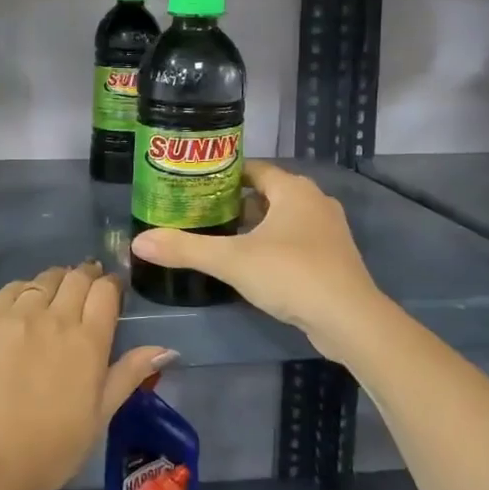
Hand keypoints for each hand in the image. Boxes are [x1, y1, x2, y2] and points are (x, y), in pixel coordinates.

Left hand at [0, 262, 172, 489]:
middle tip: (87, 289)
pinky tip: (24, 304)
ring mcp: (17, 315)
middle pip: (77, 277)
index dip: (112, 285)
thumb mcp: (100, 415)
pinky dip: (24, 290)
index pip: (106, 291)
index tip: (112, 291)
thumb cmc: (52, 448)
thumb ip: (130, 374)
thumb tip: (167, 349)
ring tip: (56, 296)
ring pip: (45, 279)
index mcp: (89, 341)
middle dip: (87, 277)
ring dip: (57, 281)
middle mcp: (55, 317)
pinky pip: (11, 289)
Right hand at [131, 161, 384, 363]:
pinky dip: (272, 246)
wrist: (349, 320)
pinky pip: (295, 240)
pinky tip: (251, 265)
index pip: (253, 169)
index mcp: (293, 189)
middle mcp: (314, 201)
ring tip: (219, 240)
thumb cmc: (290, 274)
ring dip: (254, 227)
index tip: (194, 187)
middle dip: (234, 204)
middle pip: (266, 193)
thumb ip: (185, 249)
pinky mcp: (333, 258)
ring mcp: (328, 230)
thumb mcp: (231, 260)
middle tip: (199, 215)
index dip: (223, 175)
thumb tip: (139, 241)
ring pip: (282, 219)